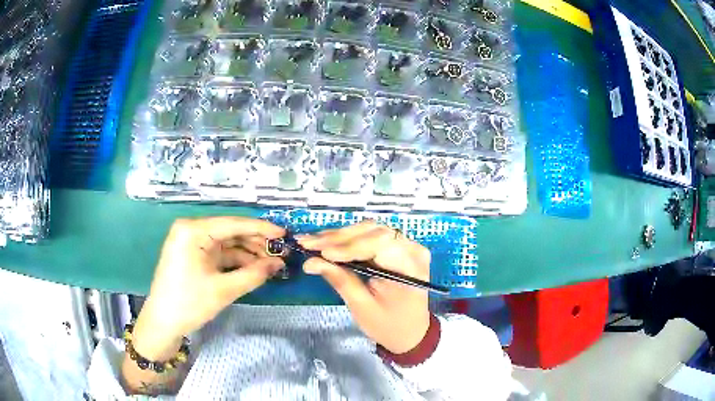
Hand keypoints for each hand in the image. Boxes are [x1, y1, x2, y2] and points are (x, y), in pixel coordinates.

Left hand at [132, 217, 284, 359]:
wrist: (163, 323)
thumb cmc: (189, 303)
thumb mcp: (224, 290)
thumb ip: (254, 274)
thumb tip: (279, 263)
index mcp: (193, 230)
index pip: (233, 223)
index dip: (261, 228)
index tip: (284, 232)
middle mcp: (192, 230)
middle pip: (231, 232)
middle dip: (256, 243)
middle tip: (281, 252)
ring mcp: (192, 243)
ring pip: (227, 243)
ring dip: (249, 253)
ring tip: (272, 263)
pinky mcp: (194, 255)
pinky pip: (220, 254)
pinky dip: (237, 261)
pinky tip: (255, 268)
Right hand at [299, 222, 430, 353]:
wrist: (410, 331)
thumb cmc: (388, 324)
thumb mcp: (362, 307)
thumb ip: (340, 280)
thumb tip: (311, 262)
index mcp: (409, 267)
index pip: (378, 244)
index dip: (347, 246)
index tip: (320, 252)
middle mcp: (413, 249)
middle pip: (373, 232)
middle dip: (338, 238)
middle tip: (307, 243)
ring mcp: (408, 245)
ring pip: (370, 229)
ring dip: (341, 236)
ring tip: (314, 242)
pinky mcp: (399, 246)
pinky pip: (373, 236)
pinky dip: (350, 239)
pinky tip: (329, 242)